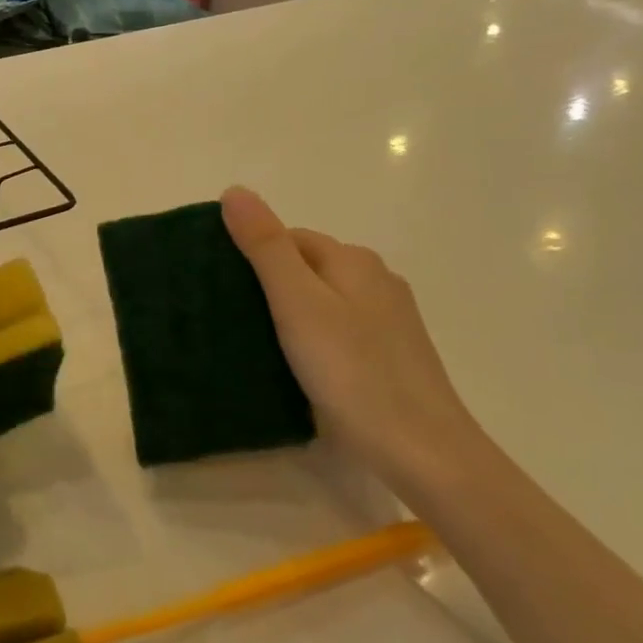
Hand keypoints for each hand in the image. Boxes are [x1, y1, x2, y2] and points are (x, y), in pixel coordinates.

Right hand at [220, 186, 485, 496]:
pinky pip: (338, 332)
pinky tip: (297, 368)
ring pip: (323, 301)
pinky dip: (312, 340)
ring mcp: (388, 320)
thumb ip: (265, 246)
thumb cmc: (352, 371)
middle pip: (307, 268)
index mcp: (353, 260)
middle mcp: (375, 280)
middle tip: (231, 320)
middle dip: (268, 285)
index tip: (220, 289)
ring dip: (289, 315)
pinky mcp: (391, 356)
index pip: (289, 238)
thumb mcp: (297, 303)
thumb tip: (235, 190)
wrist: (422, 452)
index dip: (252, 255)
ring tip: (254, 345)